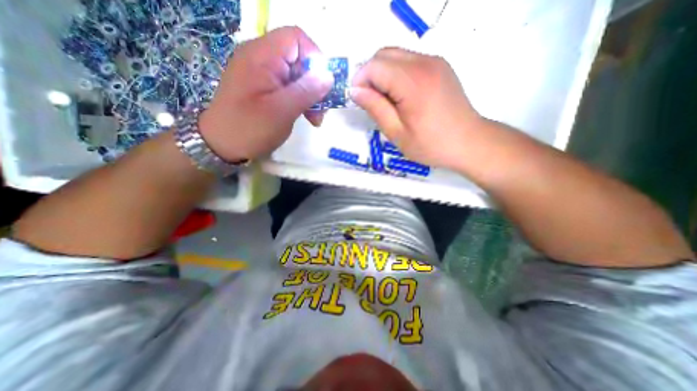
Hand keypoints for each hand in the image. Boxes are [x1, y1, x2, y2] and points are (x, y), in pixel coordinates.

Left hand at [198, 26, 333, 161]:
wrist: (221, 145)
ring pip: (296, 75)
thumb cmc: (250, 128)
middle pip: (299, 59)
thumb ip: (306, 90)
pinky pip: (289, 87)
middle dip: (315, 84)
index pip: (296, 38)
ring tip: (315, 119)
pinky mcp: (264, 88)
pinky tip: (306, 116)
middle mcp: (261, 58)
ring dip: (310, 95)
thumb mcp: (282, 111)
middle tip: (322, 110)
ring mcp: (262, 74)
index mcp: (261, 56)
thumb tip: (329, 75)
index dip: (315, 58)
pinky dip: (301, 100)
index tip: (324, 86)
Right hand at [351, 48, 482, 168]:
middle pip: (384, 54)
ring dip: (383, 74)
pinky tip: (401, 95)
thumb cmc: (430, 144)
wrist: (469, 142)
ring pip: (396, 55)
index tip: (358, 100)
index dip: (360, 81)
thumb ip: (375, 108)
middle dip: (370, 75)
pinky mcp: (439, 66)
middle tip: (371, 101)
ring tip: (386, 100)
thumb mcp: (397, 133)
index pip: (374, 66)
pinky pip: (409, 61)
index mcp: (412, 82)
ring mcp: (435, 61)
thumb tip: (355, 91)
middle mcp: (424, 63)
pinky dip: (397, 73)